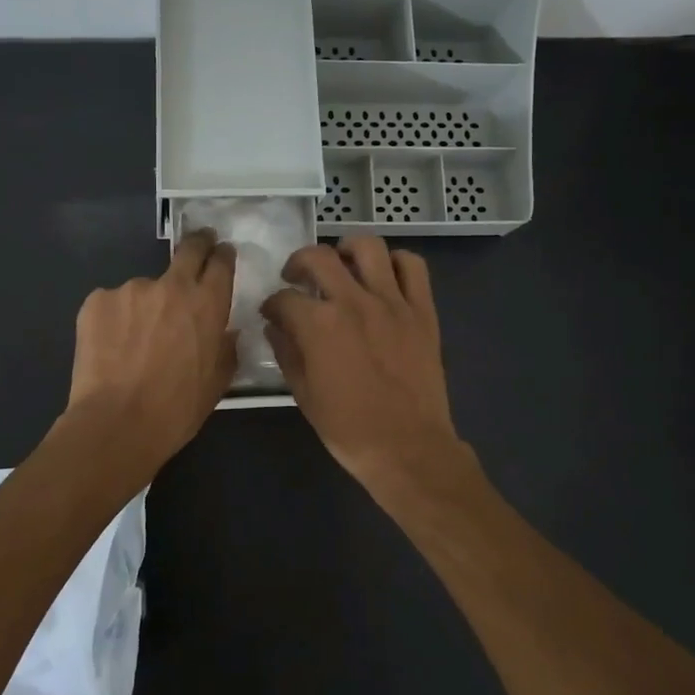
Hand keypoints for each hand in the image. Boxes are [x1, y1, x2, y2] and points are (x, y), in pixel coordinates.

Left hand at [65, 229, 238, 466]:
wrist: (117, 423)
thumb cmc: (176, 409)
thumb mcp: (217, 382)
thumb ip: (225, 348)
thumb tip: (225, 333)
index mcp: (207, 304)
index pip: (221, 262)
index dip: (222, 255)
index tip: (221, 253)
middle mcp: (171, 286)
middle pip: (188, 249)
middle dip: (197, 244)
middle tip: (197, 247)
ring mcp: (130, 289)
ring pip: (144, 288)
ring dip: (146, 304)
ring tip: (135, 340)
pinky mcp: (97, 300)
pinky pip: (113, 304)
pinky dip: (115, 319)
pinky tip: (111, 348)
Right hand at [260, 236, 467, 494]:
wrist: (407, 447)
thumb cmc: (348, 428)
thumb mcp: (303, 394)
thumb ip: (286, 352)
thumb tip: (275, 327)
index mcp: (319, 325)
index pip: (284, 298)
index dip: (272, 304)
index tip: (272, 313)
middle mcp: (354, 302)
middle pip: (319, 257)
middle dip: (298, 263)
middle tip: (297, 278)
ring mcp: (392, 302)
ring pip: (369, 247)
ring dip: (348, 248)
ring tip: (342, 264)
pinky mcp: (422, 310)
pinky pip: (413, 267)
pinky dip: (396, 262)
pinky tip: (384, 275)